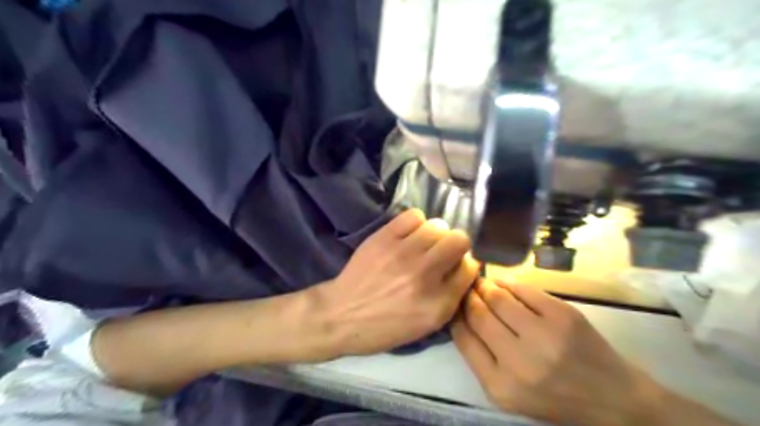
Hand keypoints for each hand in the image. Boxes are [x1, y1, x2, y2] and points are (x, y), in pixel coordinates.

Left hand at [319, 208, 475, 355]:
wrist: (341, 315)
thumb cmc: (384, 327)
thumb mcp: (425, 325)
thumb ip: (450, 297)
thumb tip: (462, 265)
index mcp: (438, 304)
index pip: (471, 268)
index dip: (465, 265)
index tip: (455, 266)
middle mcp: (425, 275)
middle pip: (460, 241)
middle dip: (456, 246)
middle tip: (442, 252)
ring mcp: (403, 253)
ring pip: (438, 226)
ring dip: (435, 234)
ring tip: (423, 244)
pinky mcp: (384, 238)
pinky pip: (414, 215)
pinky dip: (416, 223)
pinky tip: (408, 235)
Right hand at [450, 280, 659, 425]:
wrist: (611, 399)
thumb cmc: (552, 397)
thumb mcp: (507, 392)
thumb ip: (480, 356)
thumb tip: (460, 314)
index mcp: (500, 386)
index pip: (463, 337)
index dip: (455, 314)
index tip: (454, 302)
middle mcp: (519, 361)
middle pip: (478, 314)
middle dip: (468, 296)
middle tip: (466, 287)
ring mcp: (544, 335)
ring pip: (498, 297)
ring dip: (485, 286)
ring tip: (482, 283)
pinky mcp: (563, 315)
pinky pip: (523, 289)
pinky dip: (508, 282)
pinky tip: (503, 283)